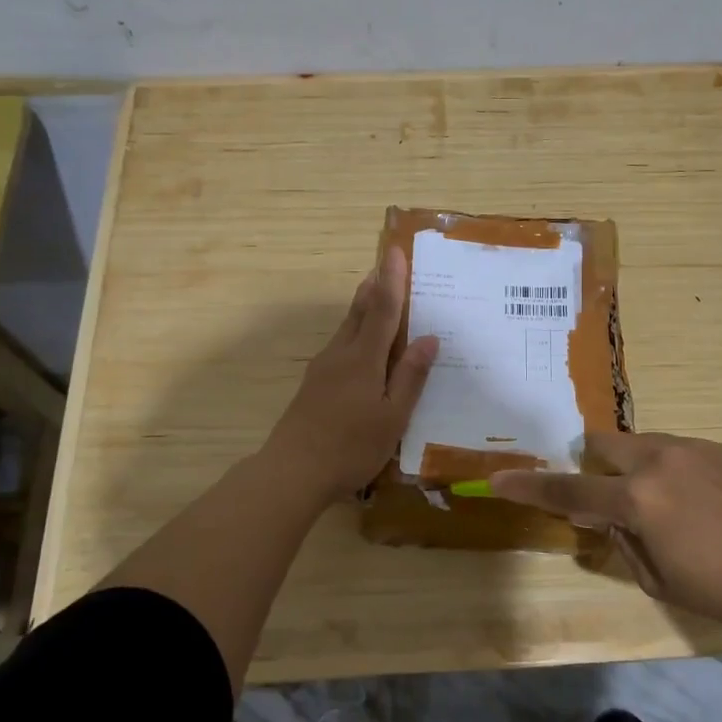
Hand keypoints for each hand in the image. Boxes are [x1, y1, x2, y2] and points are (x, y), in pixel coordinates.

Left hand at [262, 246, 439, 503]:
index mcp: (363, 359)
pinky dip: (356, 333)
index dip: (391, 280)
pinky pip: (341, 346)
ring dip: (363, 307)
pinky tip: (362, 347)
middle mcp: (340, 354)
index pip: (382, 309)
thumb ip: (410, 377)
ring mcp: (323, 368)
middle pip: (359, 311)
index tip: (394, 250)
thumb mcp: (392, 417)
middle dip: (374, 286)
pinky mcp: (314, 384)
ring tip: (377, 295)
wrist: (292, 471)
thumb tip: (430, 338)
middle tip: (386, 264)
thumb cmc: (350, 447)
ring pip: (346, 328)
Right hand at [489, 431, 721, 634]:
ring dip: (634, 467)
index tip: (499, 479)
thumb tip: (603, 518)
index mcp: (636, 500)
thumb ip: (621, 542)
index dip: (529, 486)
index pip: (568, 490)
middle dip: (593, 464)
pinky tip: (701, 502)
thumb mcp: (658, 579)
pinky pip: (678, 450)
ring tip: (665, 504)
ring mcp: (692, 448)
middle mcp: (657, 461)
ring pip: (642, 443)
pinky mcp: (721, 447)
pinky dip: (671, 469)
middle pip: (603, 444)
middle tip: (608, 496)